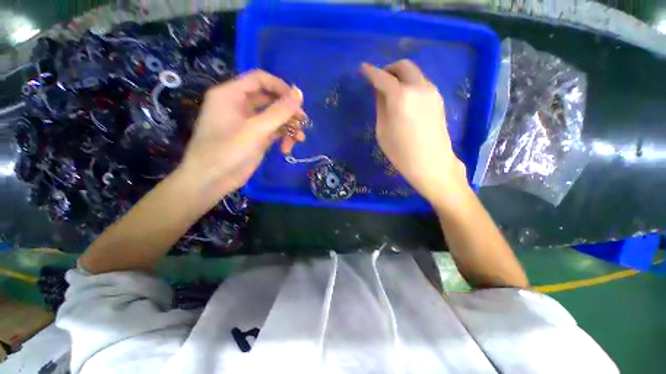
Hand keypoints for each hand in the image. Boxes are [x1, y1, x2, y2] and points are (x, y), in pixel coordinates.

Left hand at [180, 70, 305, 202]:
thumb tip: (299, 93)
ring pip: (274, 117)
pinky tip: (288, 149)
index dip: (280, 87)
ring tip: (300, 139)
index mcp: (231, 94)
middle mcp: (240, 105)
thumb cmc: (227, 151)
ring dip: (289, 126)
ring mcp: (249, 123)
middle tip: (303, 121)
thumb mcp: (256, 130)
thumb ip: (279, 111)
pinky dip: (283, 137)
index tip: (297, 101)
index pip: (260, 79)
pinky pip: (274, 131)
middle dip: (288, 110)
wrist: (212, 181)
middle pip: (270, 99)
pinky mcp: (256, 138)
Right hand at [361, 60, 468, 203]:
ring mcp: (432, 92)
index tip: (363, 69)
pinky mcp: (438, 99)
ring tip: (392, 91)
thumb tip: (381, 91)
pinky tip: (405, 98)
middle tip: (379, 80)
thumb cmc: (401, 152)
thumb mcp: (383, 130)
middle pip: (404, 66)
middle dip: (389, 69)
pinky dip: (411, 84)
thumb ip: (381, 106)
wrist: (431, 163)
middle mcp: (419, 87)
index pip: (382, 77)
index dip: (371, 72)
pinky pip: (422, 83)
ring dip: (401, 76)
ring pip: (415, 73)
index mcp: (401, 96)